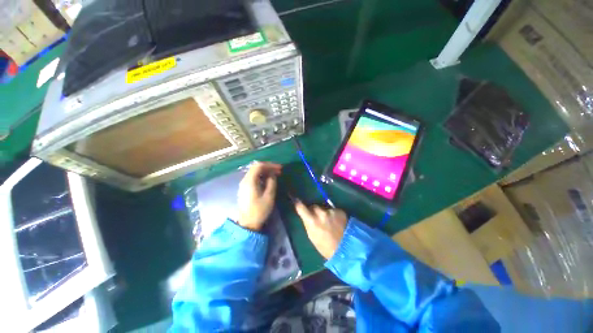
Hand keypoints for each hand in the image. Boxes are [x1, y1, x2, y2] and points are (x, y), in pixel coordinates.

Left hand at [237, 162, 281, 230]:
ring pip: (255, 172)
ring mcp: (244, 184)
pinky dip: (262, 176)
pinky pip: (254, 178)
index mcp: (250, 181)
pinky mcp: (245, 189)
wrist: (248, 224)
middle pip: (256, 167)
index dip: (270, 165)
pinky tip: (268, 180)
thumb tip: (273, 174)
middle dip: (268, 167)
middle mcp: (245, 180)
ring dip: (265, 171)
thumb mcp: (269, 196)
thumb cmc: (259, 210)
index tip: (280, 168)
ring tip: (275, 175)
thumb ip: (272, 182)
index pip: (259, 166)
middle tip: (279, 171)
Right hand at [294, 200, 347, 258]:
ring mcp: (331, 211)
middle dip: (314, 210)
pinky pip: (333, 210)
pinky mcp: (340, 211)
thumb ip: (308, 222)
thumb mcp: (312, 236)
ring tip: (330, 222)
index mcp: (312, 221)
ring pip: (324, 208)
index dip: (298, 203)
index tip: (296, 200)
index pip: (301, 207)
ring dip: (325, 213)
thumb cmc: (325, 246)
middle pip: (314, 206)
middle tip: (317, 218)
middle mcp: (321, 213)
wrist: (346, 249)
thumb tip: (305, 214)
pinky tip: (337, 222)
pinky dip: (333, 215)